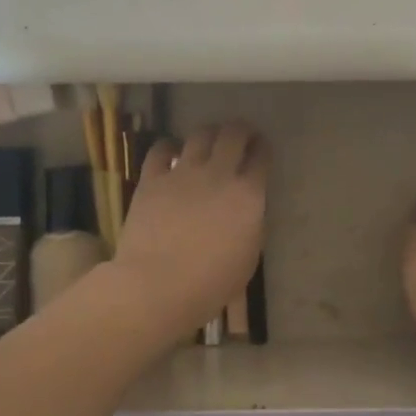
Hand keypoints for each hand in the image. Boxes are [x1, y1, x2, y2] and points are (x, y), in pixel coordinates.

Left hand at [107, 122, 265, 346]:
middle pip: (233, 134)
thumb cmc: (210, 283)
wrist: (158, 285)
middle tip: (240, 136)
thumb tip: (246, 209)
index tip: (261, 150)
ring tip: (209, 141)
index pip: (261, 157)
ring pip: (200, 134)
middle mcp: (218, 174)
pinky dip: (169, 146)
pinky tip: (171, 152)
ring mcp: (183, 173)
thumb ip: (251, 224)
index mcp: (248, 194)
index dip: (263, 148)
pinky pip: (161, 149)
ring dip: (209, 133)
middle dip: (241, 130)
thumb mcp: (248, 256)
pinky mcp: (152, 179)